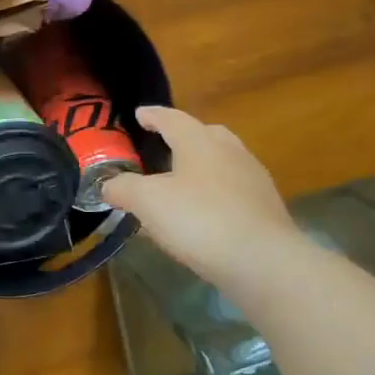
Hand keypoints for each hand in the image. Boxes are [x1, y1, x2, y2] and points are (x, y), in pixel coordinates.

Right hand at [102, 106, 299, 285]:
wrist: (263, 261)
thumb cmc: (200, 220)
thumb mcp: (147, 202)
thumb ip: (123, 188)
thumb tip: (108, 185)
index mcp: (200, 142)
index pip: (172, 119)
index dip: (152, 116)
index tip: (139, 113)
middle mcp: (230, 151)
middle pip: (205, 134)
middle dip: (182, 137)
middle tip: (163, 146)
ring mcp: (253, 179)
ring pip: (222, 162)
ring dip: (200, 166)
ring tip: (180, 183)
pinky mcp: (265, 208)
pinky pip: (233, 189)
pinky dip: (214, 193)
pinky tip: (203, 213)